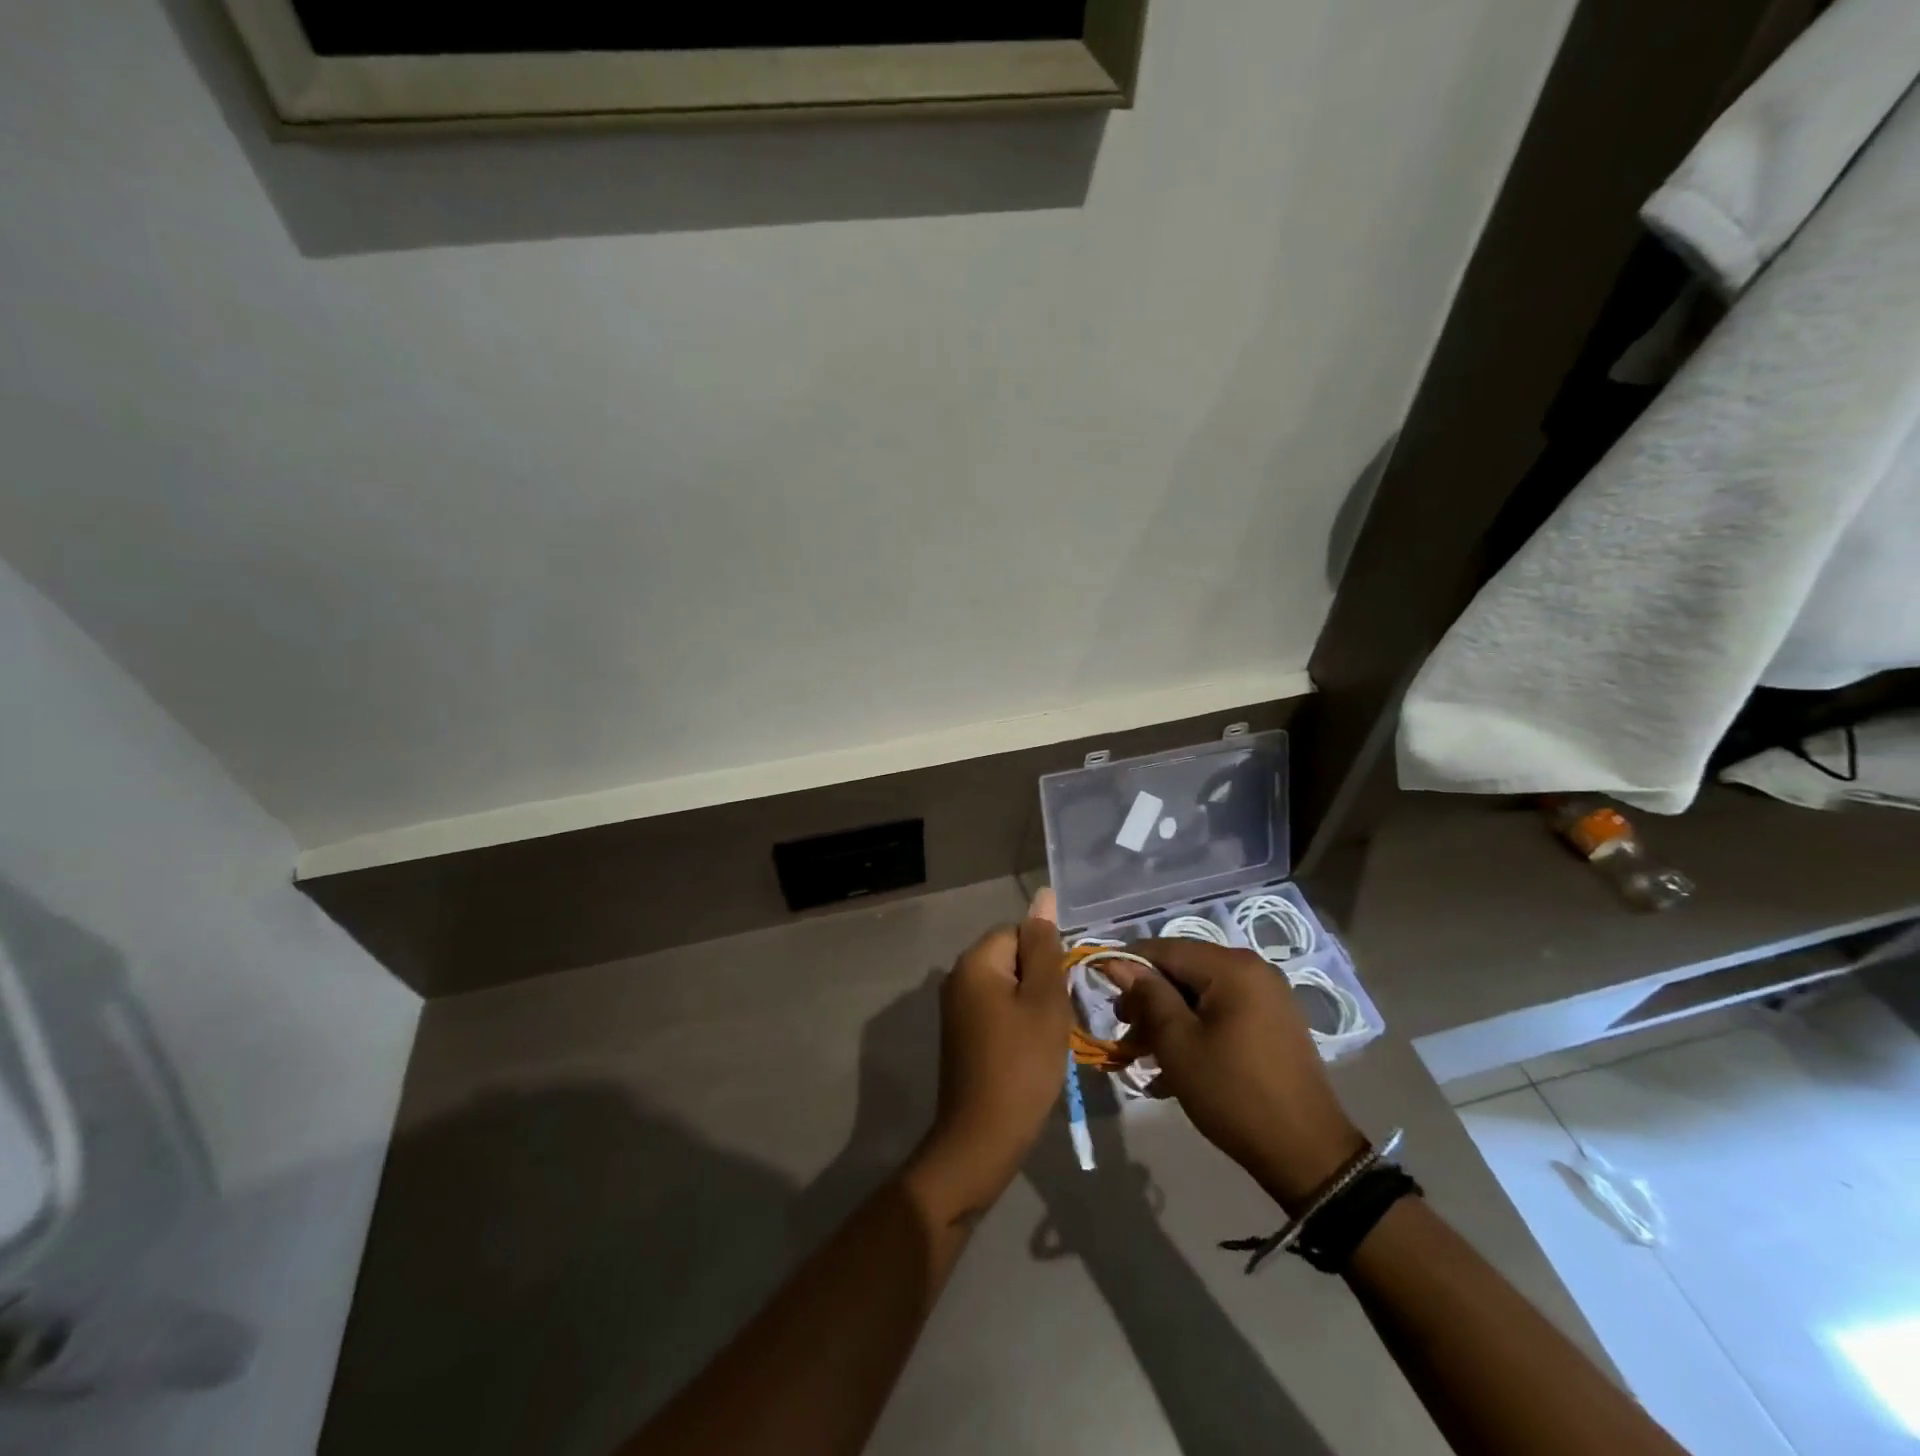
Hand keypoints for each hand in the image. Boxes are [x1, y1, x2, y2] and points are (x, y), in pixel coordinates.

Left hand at [906, 890, 1069, 1221]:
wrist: (982, 1137)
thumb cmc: (1022, 1065)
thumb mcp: (1044, 1001)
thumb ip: (1045, 947)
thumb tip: (1043, 895)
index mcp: (976, 961)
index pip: (1020, 932)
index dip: (1047, 960)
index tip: (1060, 994)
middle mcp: (958, 975)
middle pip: (1012, 956)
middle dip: (1040, 981)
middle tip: (1055, 1018)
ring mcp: (955, 1005)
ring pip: (1008, 985)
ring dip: (1031, 1004)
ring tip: (1044, 1038)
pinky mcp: (960, 1032)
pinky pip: (996, 1008)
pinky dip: (1017, 1023)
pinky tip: (1028, 1051)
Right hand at [1104, 939, 1365, 1213]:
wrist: (1307, 1154)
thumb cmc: (1233, 1093)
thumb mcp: (1178, 1044)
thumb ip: (1147, 996)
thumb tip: (1117, 962)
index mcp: (1232, 967)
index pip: (1165, 948)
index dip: (1129, 966)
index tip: (1101, 989)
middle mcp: (1253, 970)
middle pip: (1184, 970)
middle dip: (1149, 999)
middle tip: (1125, 1032)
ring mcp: (1268, 997)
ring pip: (1200, 994)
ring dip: (1168, 1019)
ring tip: (1142, 1054)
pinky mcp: (1273, 1023)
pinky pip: (1222, 1012)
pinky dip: (1195, 1030)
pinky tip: (1174, 1065)